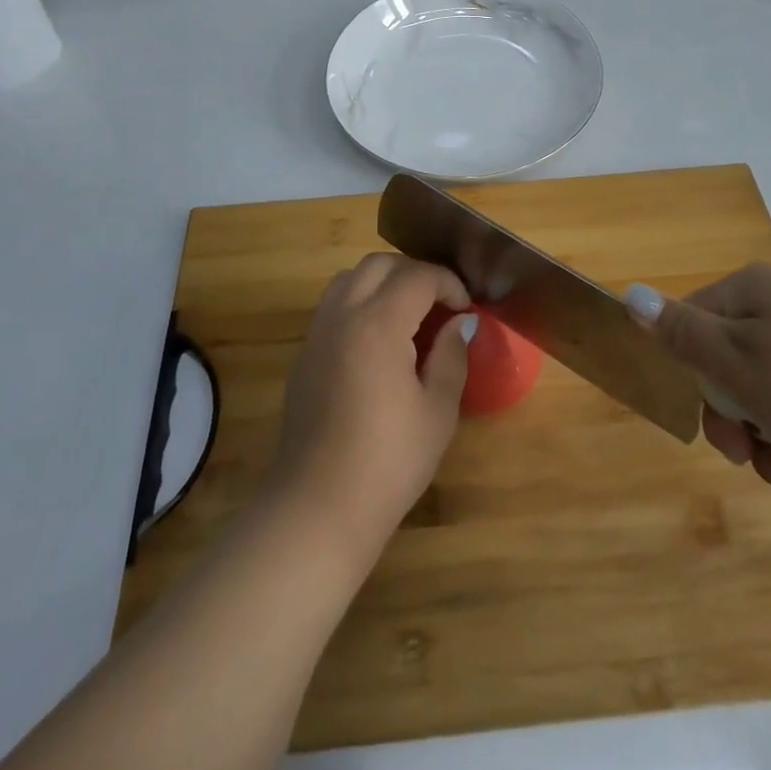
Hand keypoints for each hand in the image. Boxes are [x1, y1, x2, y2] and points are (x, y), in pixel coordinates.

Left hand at [268, 254, 474, 558]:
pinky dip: (360, 300)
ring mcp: (318, 331)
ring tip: (409, 315)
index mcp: (379, 323)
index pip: (418, 276)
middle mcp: (344, 314)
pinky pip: (334, 303)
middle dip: (415, 273)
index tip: (465, 308)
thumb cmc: (388, 461)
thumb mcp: (437, 411)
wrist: (318, 505)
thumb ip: (451, 356)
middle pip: (380, 264)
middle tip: (440, 305)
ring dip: (383, 281)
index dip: (448, 283)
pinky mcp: (305, 352)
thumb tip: (459, 323)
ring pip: (351, 277)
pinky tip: (378, 338)